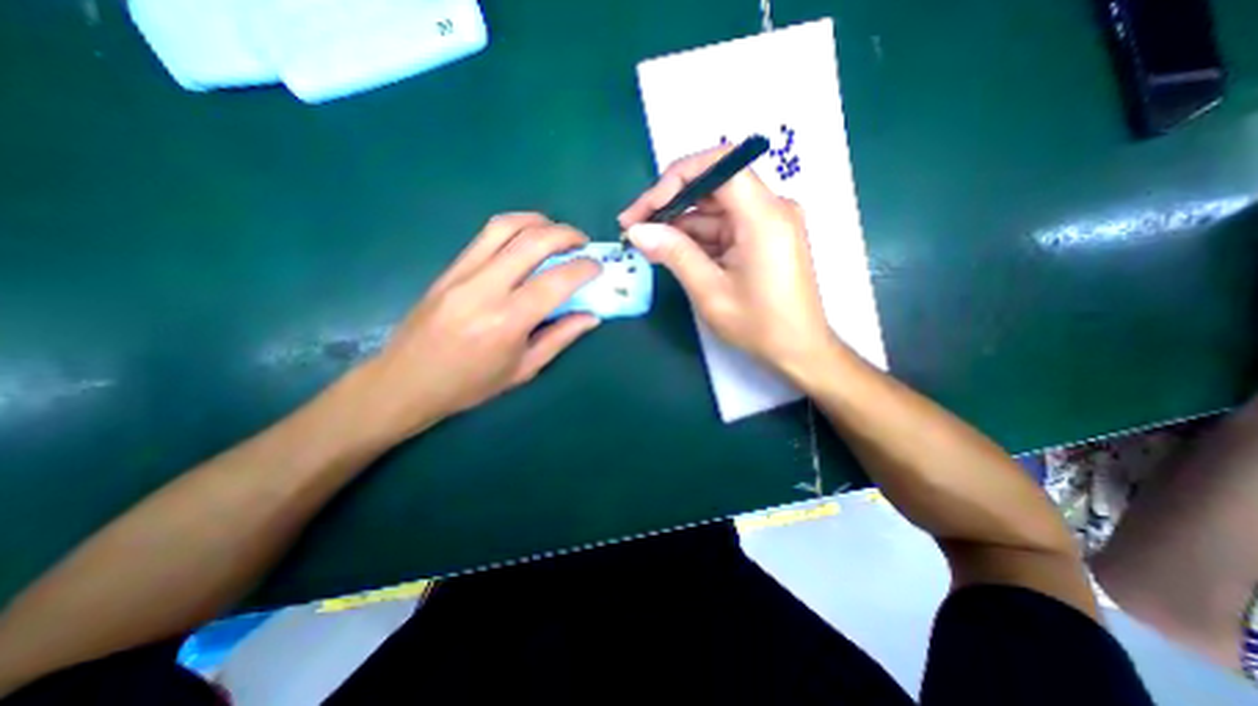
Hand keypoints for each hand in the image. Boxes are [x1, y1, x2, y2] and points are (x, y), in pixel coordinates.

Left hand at [350, 211, 600, 440]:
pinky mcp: (449, 269)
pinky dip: (514, 227)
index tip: (597, 267)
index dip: (583, 269)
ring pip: (505, 227)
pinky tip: (527, 237)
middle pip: (532, 242)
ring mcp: (462, 274)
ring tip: (556, 231)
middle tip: (582, 242)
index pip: (555, 281)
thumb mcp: (524, 369)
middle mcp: (485, 289)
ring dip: (539, 221)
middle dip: (566, 234)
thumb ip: (560, 338)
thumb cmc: (471, 385)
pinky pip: (486, 236)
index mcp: (507, 322)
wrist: (406, 382)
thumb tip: (592, 317)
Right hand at [617, 145, 831, 378]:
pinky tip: (671, 251)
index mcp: (764, 215)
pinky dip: (696, 238)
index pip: (719, 165)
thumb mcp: (710, 291)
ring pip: (714, 209)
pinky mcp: (762, 238)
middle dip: (670, 202)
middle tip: (634, 226)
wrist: (799, 350)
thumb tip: (637, 230)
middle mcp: (770, 208)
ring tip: (646, 244)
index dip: (676, 178)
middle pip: (713, 185)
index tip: (646, 208)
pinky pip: (723, 227)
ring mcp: (767, 223)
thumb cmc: (759, 325)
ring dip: (679, 224)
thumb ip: (674, 254)